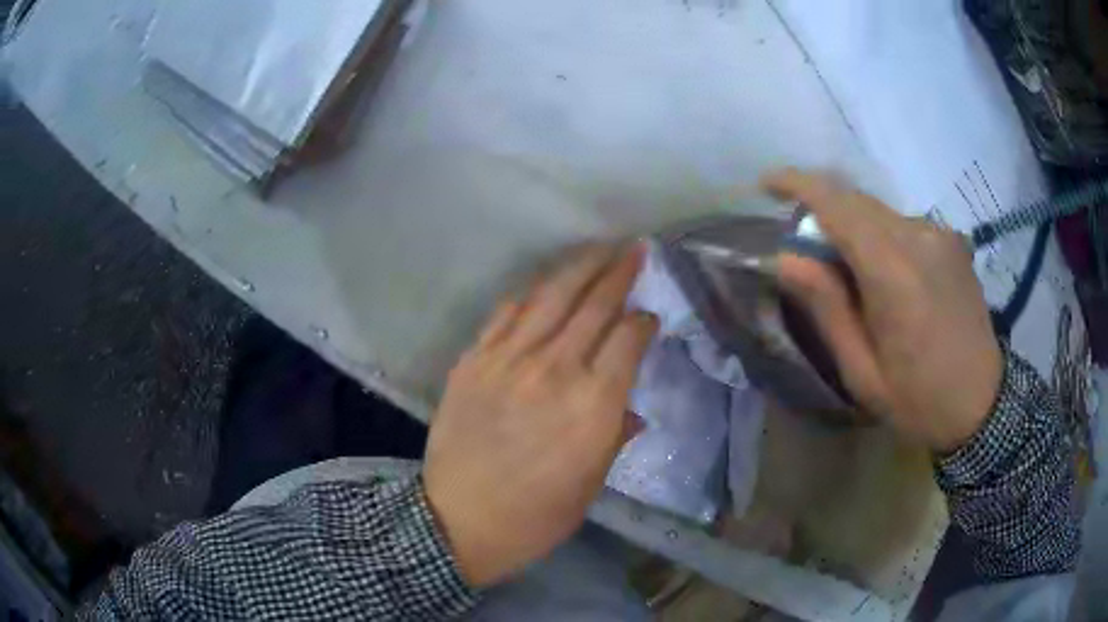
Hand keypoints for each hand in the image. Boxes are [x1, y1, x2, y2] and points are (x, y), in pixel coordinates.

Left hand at [423, 245, 657, 587]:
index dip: (643, 322)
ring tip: (599, 247)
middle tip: (635, 248)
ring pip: (551, 297)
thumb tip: (632, 408)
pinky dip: (531, 294)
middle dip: (620, 271)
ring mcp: (508, 360)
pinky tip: (545, 284)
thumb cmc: (536, 514)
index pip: (628, 340)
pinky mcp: (474, 360)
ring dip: (580, 267)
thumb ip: (615, 435)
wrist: (459, 520)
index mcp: (593, 404)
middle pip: (594, 305)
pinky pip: (506, 314)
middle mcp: (554, 369)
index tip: (650, 316)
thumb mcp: (591, 484)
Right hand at [763, 170, 1003, 452]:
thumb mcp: (862, 371)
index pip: (836, 203)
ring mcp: (940, 235)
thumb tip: (785, 258)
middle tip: (806, 248)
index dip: (797, 184)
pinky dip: (882, 237)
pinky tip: (888, 277)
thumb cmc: (918, 400)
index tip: (767, 184)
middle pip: (856, 201)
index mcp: (893, 272)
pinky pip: (904, 224)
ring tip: (850, 273)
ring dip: (854, 228)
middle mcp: (918, 237)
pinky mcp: (952, 241)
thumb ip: (827, 308)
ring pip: (880, 212)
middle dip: (823, 211)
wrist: (983, 404)